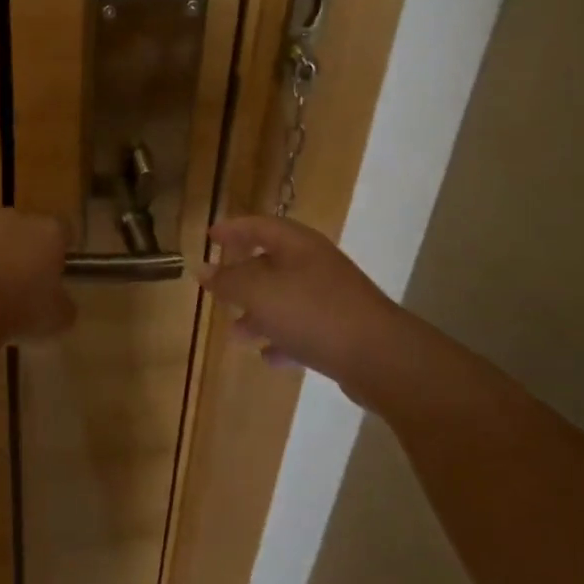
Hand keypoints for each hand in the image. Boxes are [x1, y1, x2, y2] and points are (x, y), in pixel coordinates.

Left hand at [0, 210, 75, 338]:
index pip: (63, 229)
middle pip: (21, 228)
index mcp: (48, 232)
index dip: (59, 248)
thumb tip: (59, 304)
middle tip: (16, 285)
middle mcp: (12, 219)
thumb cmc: (21, 309)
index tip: (55, 270)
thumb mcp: (57, 318)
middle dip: (18, 250)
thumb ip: (62, 304)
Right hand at [200, 216, 408, 392]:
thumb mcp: (259, 293)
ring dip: (259, 314)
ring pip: (285, 299)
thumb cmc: (313, 312)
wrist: (381, 357)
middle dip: (243, 277)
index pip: (259, 226)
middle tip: (219, 289)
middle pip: (272, 262)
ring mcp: (332, 297)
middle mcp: (315, 264)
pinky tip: (268, 357)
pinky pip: (304, 328)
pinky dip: (283, 338)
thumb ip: (228, 281)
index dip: (232, 229)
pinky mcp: (342, 330)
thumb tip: (202, 269)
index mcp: (297, 245)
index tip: (209, 237)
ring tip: (236, 334)